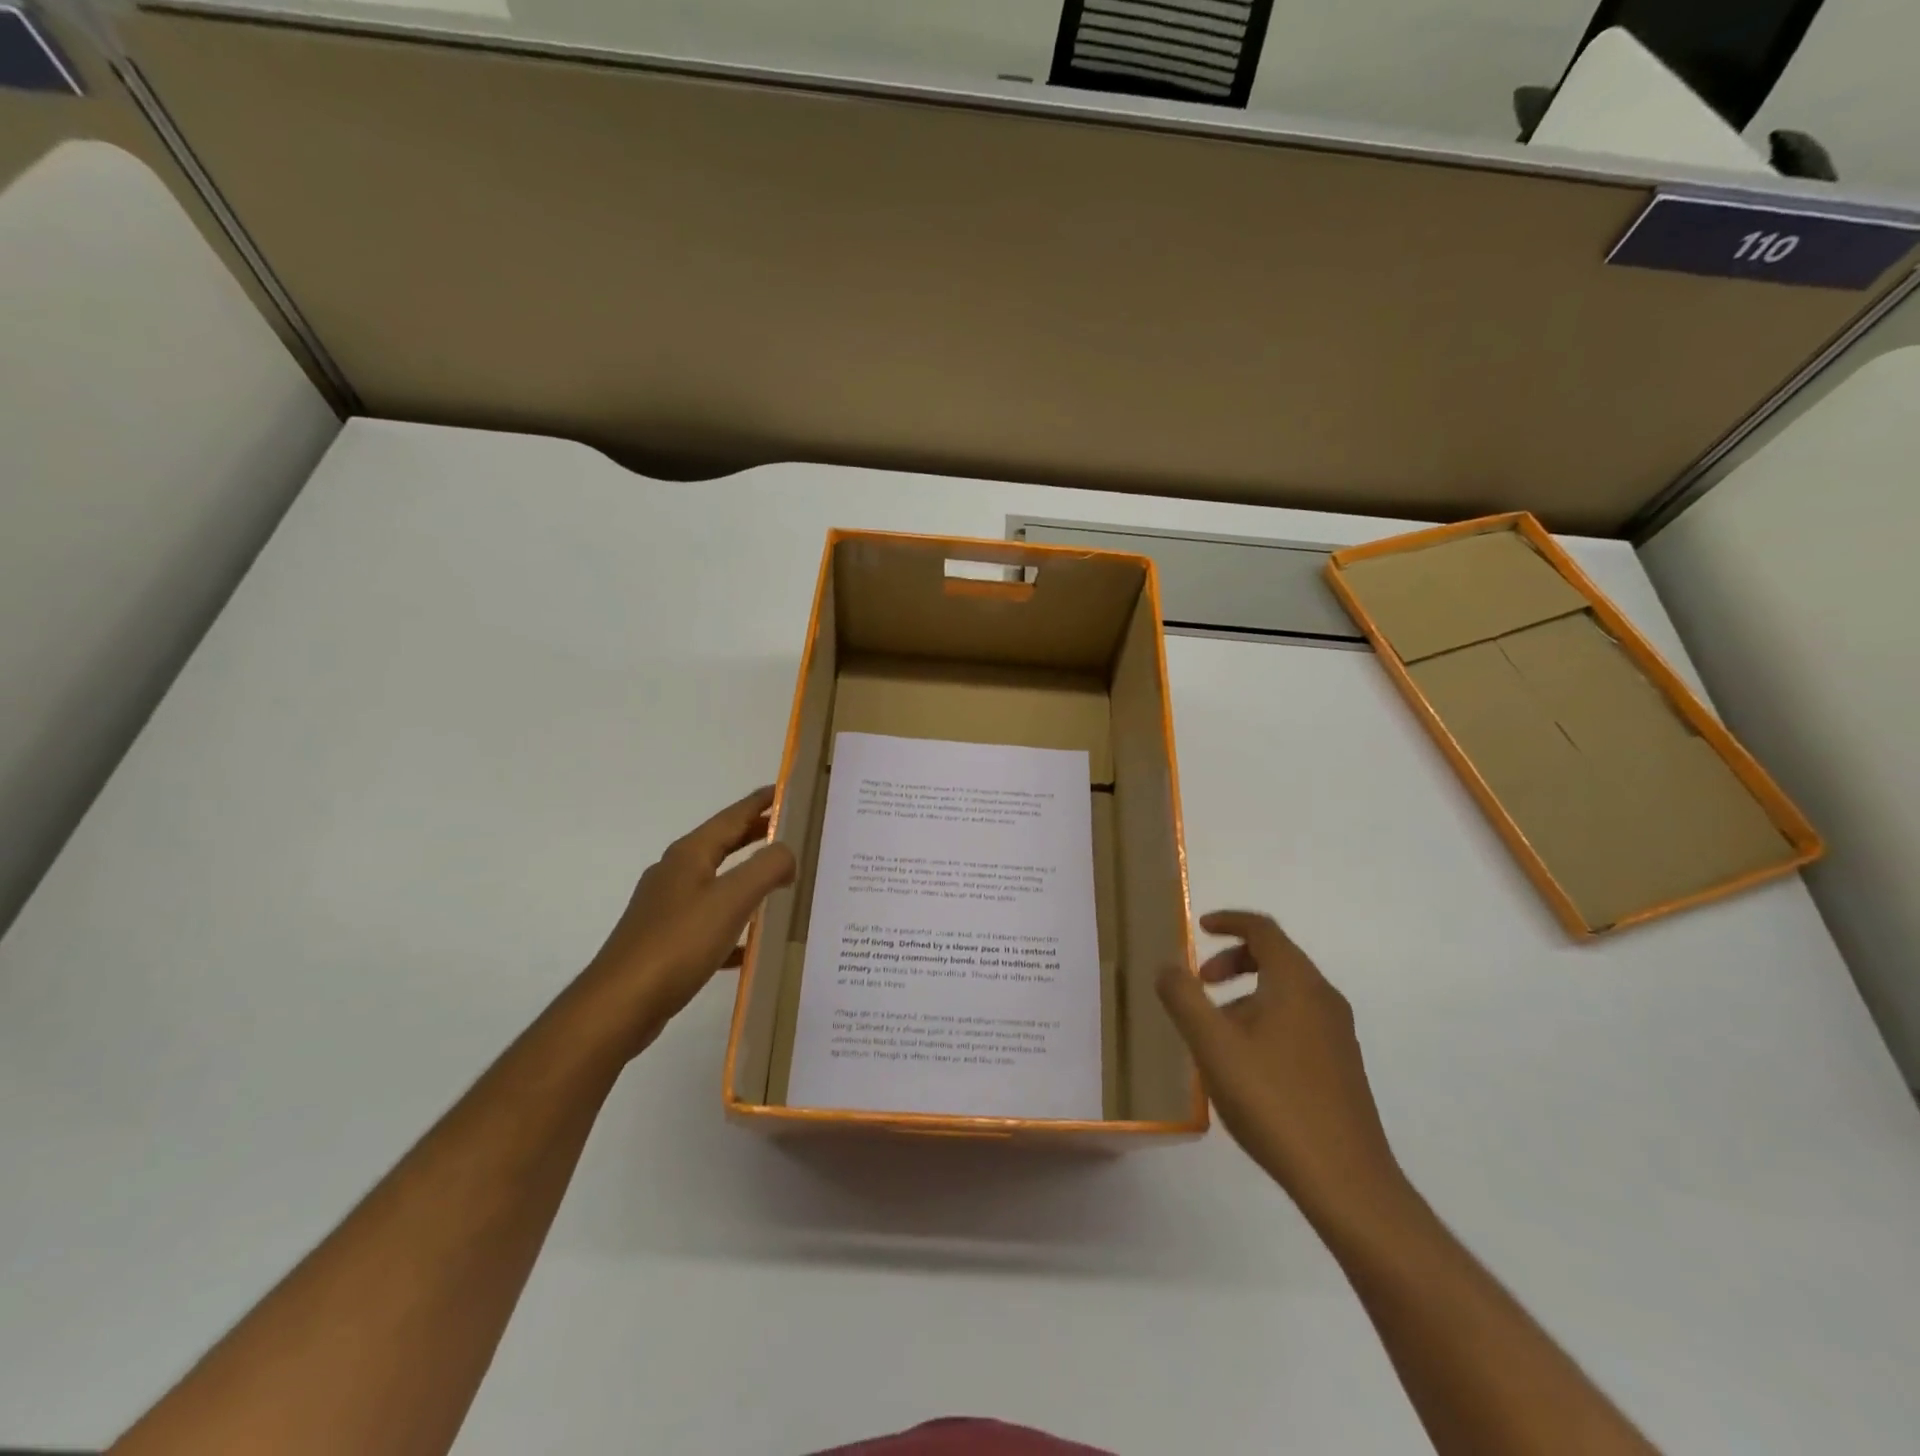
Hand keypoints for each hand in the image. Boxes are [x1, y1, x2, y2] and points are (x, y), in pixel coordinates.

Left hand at [581, 785, 795, 1056]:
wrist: (620, 1004)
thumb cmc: (678, 943)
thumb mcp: (731, 899)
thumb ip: (766, 868)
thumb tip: (787, 853)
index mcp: (689, 855)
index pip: (732, 816)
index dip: (761, 802)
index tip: (787, 789)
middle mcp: (676, 873)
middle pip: (723, 844)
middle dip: (756, 835)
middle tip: (794, 832)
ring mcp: (667, 908)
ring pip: (717, 882)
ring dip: (748, 877)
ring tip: (781, 881)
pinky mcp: (666, 941)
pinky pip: (710, 921)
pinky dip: (735, 922)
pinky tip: (752, 945)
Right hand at [1157, 911, 1405, 1222]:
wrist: (1346, 1181)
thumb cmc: (1273, 1101)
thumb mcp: (1213, 1045)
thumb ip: (1184, 998)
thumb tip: (1167, 966)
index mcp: (1296, 983)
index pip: (1262, 929)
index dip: (1228, 921)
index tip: (1199, 928)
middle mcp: (1323, 998)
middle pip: (1276, 957)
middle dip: (1233, 960)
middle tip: (1200, 984)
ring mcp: (1338, 1033)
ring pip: (1286, 991)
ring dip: (1247, 994)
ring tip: (1215, 1031)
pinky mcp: (1342, 1065)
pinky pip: (1298, 1019)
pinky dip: (1266, 1018)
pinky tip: (1245, 1063)